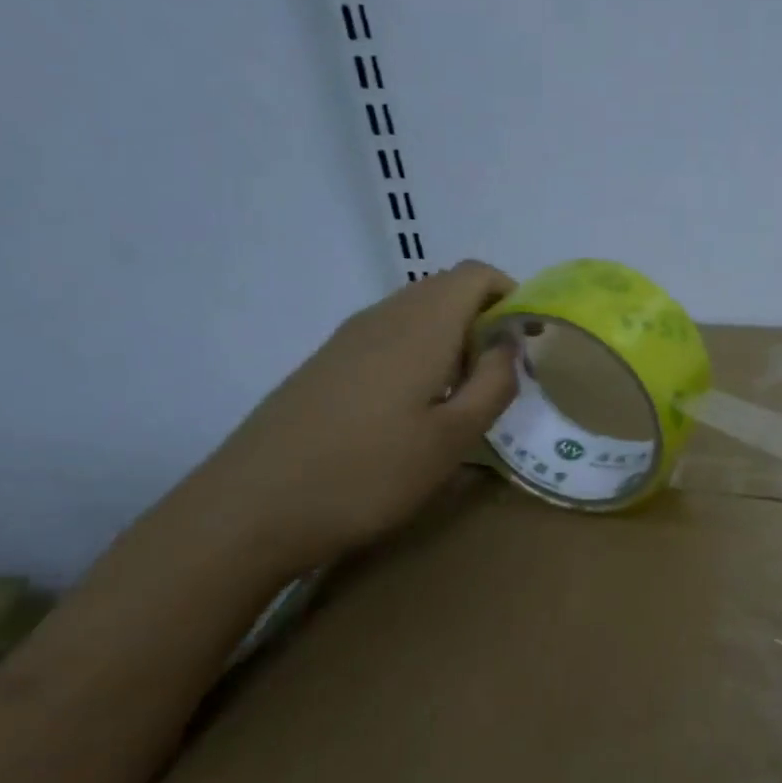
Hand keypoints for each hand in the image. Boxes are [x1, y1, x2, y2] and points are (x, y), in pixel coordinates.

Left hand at [189, 261, 518, 573]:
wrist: (254, 507)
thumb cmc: (370, 473)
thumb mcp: (453, 438)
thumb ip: (494, 384)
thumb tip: (509, 345)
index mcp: (420, 326)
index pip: (475, 275)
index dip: (510, 297)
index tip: (527, 344)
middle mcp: (382, 317)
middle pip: (445, 291)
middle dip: (484, 322)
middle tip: (499, 380)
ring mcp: (347, 340)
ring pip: (415, 317)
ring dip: (451, 343)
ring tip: (461, 401)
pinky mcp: (325, 366)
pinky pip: (388, 340)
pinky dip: (418, 358)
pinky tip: (413, 413)